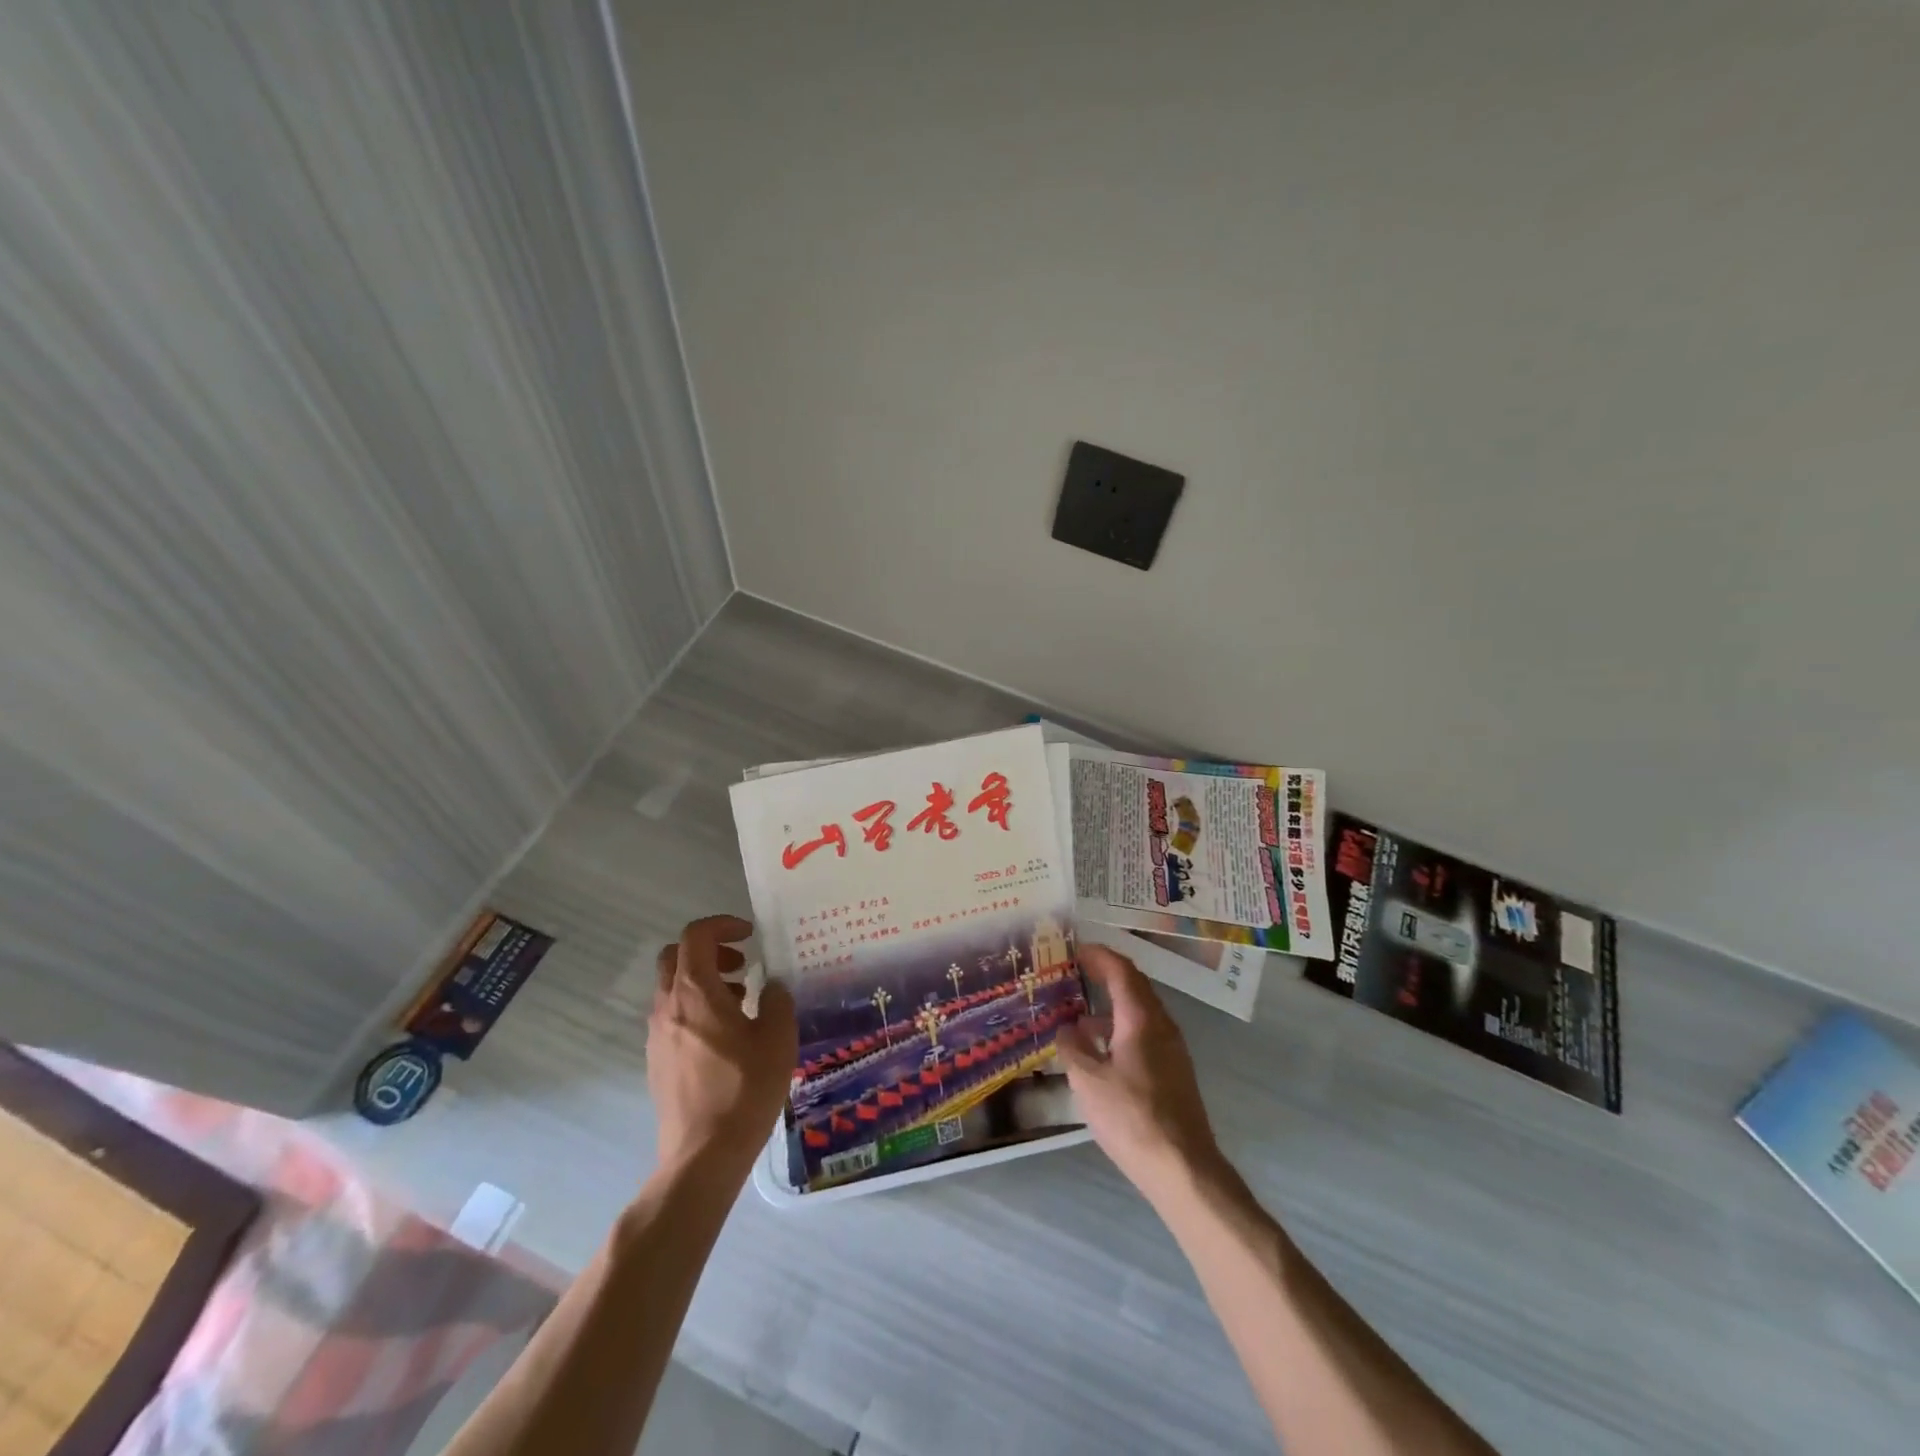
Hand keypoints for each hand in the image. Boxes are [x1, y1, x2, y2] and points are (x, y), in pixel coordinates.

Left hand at [648, 915, 796, 1178]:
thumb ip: (777, 1000)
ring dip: (703, 980)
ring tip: (741, 1001)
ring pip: (672, 986)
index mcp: (695, 992)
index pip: (696, 935)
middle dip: (709, 950)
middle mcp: (668, 1006)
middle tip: (742, 965)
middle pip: (676, 956)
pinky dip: (696, 1007)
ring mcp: (657, 1034)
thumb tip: (771, 986)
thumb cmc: (744, 1089)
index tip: (750, 936)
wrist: (703, 1154)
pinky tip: (725, 1036)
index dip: (723, 925)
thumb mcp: (778, 1038)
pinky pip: (672, 1014)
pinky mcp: (657, 1059)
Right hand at [1056, 944, 1220, 1198]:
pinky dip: (1120, 1029)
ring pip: (1140, 1012)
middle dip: (1106, 975)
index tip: (1075, 950)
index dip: (1099, 956)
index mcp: (1141, 1018)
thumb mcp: (1088, 1081)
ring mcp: (1172, 1049)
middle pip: (1135, 986)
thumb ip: (1073, 1048)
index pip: (1121, 970)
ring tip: (1078, 1015)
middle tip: (1076, 973)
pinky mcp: (1173, 1072)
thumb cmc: (1132, 1118)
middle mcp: (1161, 1025)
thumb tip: (1066, 1028)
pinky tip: (1100, 1051)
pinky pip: (1145, 1034)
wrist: (1183, 1168)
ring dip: (1111, 1005)